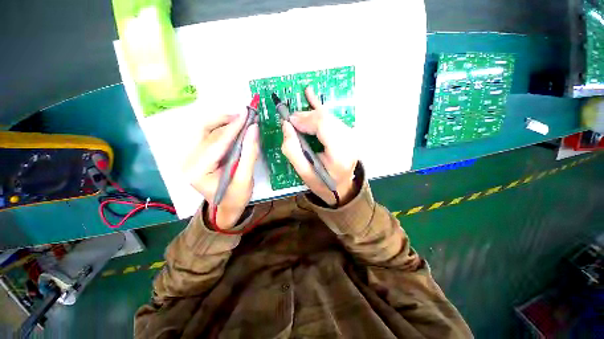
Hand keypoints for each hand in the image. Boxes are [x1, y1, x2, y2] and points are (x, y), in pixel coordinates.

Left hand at [183, 111, 259, 228]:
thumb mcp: (245, 178)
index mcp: (197, 171)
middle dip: (225, 121)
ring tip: (240, 120)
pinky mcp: (195, 155)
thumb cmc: (236, 197)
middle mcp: (187, 161)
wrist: (226, 207)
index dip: (233, 128)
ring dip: (222, 122)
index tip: (247, 115)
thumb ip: (249, 153)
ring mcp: (189, 157)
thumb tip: (254, 129)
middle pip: (205, 132)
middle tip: (244, 116)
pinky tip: (232, 127)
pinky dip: (220, 128)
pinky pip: (206, 135)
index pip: (217, 143)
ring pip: (204, 131)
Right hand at [281, 87, 357, 205]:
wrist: (341, 188)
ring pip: (327, 116)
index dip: (305, 119)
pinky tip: (310, 93)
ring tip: (297, 119)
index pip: (324, 125)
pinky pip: (332, 117)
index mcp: (340, 154)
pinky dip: (319, 107)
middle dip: (306, 117)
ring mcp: (351, 136)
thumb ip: (292, 149)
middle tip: (291, 121)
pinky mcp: (348, 133)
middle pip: (326, 118)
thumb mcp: (303, 173)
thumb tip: (287, 125)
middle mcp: (349, 142)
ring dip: (310, 116)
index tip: (290, 121)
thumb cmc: (322, 184)